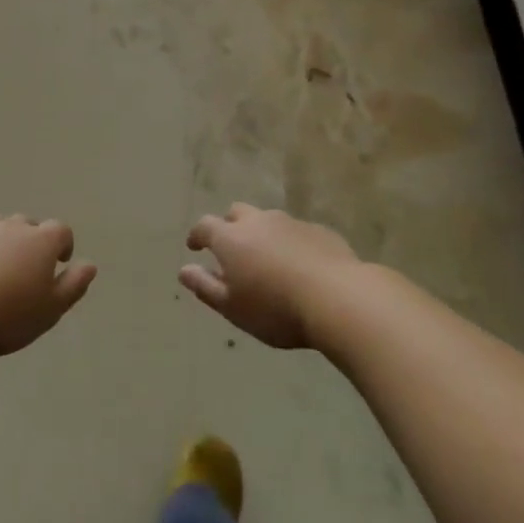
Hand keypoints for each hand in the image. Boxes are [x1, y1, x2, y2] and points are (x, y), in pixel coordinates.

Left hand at [0, 215, 96, 359]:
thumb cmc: (8, 315)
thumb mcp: (51, 310)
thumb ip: (73, 285)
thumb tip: (89, 265)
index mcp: (41, 241)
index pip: (61, 231)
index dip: (63, 245)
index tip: (60, 264)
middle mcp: (12, 228)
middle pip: (28, 225)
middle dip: (32, 242)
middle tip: (28, 271)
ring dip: (3, 243)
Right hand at [180, 203, 361, 348]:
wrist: (339, 299)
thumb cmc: (276, 309)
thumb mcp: (233, 308)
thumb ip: (205, 287)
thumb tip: (184, 270)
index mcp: (231, 238)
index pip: (205, 226)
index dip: (197, 235)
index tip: (194, 246)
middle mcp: (258, 221)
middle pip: (237, 213)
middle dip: (229, 226)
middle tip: (231, 249)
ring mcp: (291, 223)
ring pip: (268, 220)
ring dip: (261, 234)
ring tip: (267, 259)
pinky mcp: (319, 231)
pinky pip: (296, 232)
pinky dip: (290, 243)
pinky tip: (299, 265)